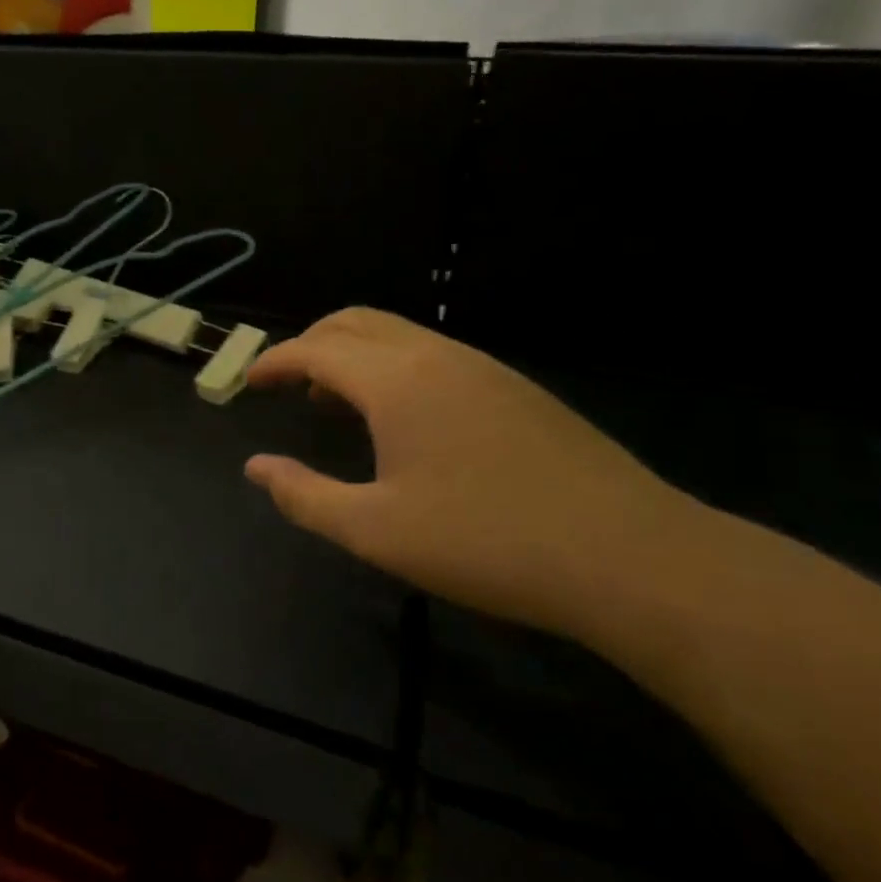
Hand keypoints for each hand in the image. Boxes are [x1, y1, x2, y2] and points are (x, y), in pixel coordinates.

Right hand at [245, 309, 697, 640]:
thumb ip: (304, 496)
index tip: (248, 382)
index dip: (274, 361)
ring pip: (396, 334)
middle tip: (286, 383)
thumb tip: (255, 468)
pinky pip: (432, 354)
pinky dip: (393, 367)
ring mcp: (482, 367)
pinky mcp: (515, 388)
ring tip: (334, 403)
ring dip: (353, 355)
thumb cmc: (486, 542)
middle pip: (354, 323)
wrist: (632, 558)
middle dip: (310, 344)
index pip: (316, 350)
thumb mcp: (375, 531)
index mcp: (395, 381)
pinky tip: (401, 420)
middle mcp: (435, 356)